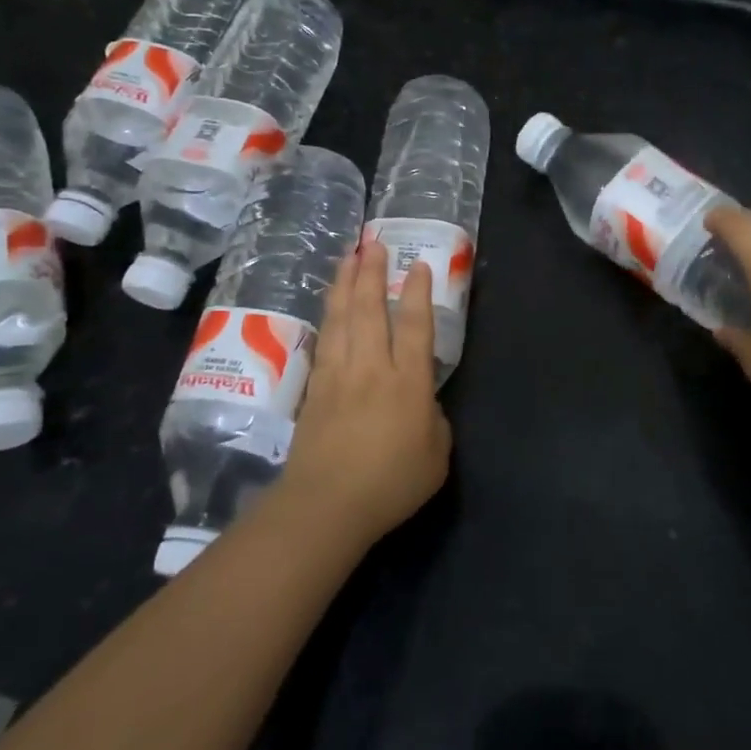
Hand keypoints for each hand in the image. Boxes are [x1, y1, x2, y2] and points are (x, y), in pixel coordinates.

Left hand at [278, 242, 452, 544]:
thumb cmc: (391, 484)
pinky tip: (328, 307)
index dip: (417, 293)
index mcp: (407, 382)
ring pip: (341, 319)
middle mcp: (372, 368)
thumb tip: (423, 405)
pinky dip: (327, 318)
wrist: (327, 505)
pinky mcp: (314, 391)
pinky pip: (323, 342)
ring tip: (346, 258)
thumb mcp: (436, 456)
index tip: (417, 265)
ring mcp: (338, 376)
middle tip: (372, 243)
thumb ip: (434, 422)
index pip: (414, 326)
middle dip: (372, 273)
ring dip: (344, 285)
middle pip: (370, 310)